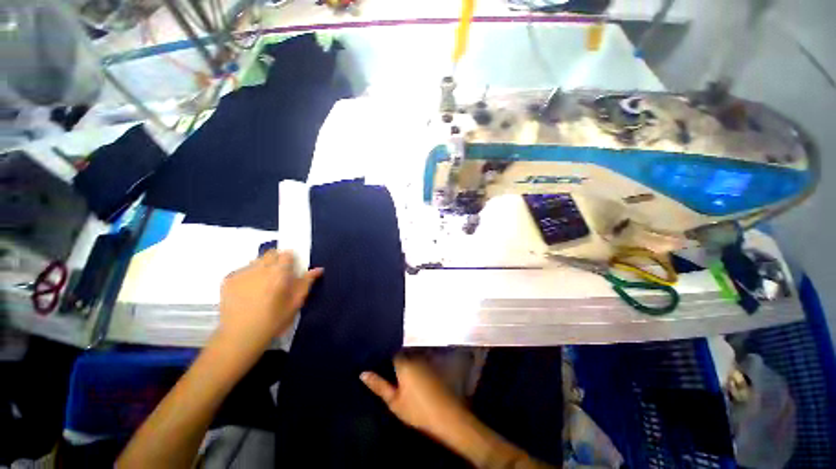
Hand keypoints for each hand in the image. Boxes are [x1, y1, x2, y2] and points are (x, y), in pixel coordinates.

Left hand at [218, 250, 322, 354]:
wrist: (240, 336)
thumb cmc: (274, 320)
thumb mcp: (295, 303)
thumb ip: (306, 283)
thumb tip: (318, 269)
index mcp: (279, 273)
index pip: (287, 254)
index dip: (290, 259)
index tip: (291, 268)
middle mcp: (260, 269)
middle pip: (270, 253)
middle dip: (276, 260)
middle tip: (278, 276)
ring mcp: (242, 273)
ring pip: (256, 261)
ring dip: (262, 267)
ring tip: (261, 284)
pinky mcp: (228, 279)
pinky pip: (242, 270)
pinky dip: (248, 275)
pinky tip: (248, 291)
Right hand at [360, 356, 470, 439]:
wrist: (447, 416)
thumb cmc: (417, 410)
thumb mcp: (394, 401)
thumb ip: (379, 385)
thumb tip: (363, 373)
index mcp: (403, 361)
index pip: (389, 351)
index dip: (381, 356)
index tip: (372, 360)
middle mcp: (414, 356)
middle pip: (399, 353)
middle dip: (390, 359)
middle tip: (379, 368)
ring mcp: (425, 361)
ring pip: (408, 357)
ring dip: (400, 362)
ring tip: (390, 371)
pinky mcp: (432, 367)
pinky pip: (417, 362)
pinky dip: (410, 367)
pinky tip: (406, 377)